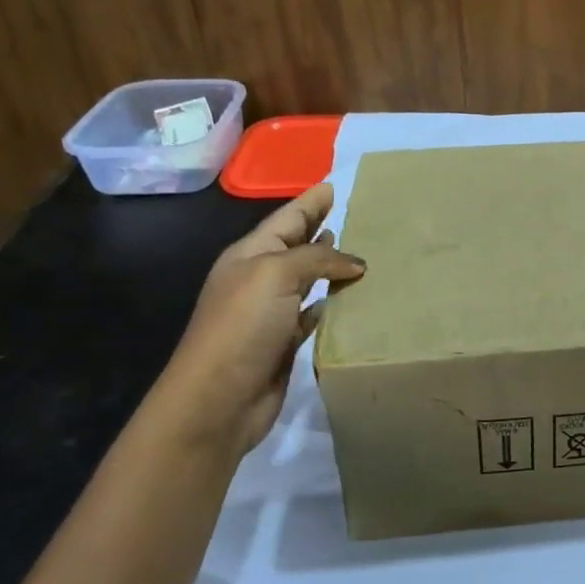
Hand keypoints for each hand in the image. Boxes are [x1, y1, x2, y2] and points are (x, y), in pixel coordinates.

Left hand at [156, 183, 365, 456]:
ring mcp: (272, 313)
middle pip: (299, 247)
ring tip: (366, 255)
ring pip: (310, 280)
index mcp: (250, 255)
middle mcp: (260, 279)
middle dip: (325, 230)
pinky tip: (352, 299)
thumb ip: (318, 259)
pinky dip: (333, 304)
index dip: (311, 202)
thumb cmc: (242, 327)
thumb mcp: (276, 275)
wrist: (218, 398)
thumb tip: (356, 263)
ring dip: (334, 268)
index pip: (287, 219)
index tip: (336, 185)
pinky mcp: (286, 342)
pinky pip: (316, 314)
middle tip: (361, 216)